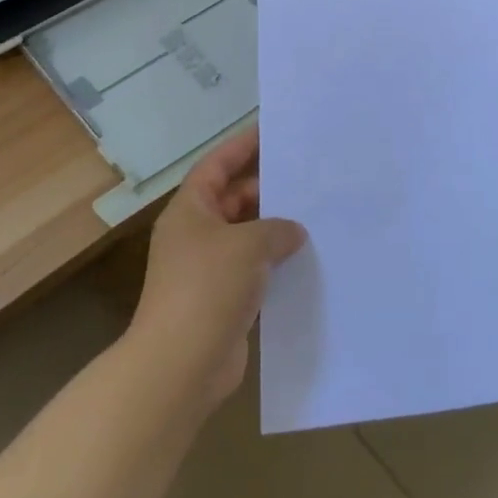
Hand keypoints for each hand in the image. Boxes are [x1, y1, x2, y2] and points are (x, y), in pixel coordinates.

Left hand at [131, 127, 306, 410]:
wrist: (180, 367)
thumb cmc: (207, 289)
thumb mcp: (248, 245)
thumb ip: (277, 229)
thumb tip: (293, 232)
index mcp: (190, 210)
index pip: (217, 165)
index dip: (242, 146)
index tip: (273, 131)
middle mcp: (196, 234)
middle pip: (234, 198)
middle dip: (268, 188)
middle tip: (308, 177)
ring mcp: (208, 269)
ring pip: (247, 235)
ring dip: (275, 228)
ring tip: (316, 214)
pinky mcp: (223, 300)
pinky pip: (253, 268)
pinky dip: (275, 262)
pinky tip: (307, 258)